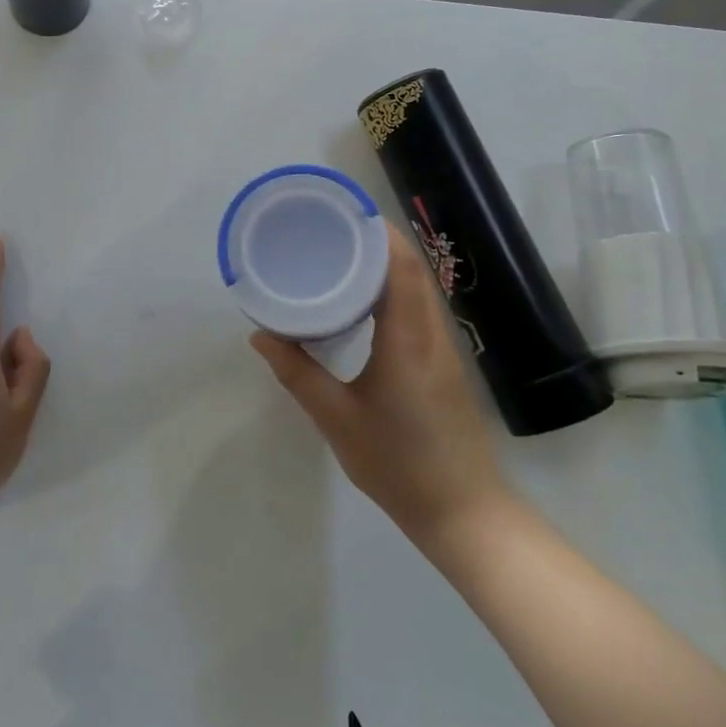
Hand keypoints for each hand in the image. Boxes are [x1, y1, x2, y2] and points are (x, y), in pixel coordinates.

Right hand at [250, 227, 511, 551]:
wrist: (464, 513)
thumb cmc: (398, 464)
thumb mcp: (337, 420)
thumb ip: (298, 374)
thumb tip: (261, 335)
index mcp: (408, 339)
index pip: (400, 265)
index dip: (376, 231)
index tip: (342, 213)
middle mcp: (432, 332)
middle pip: (412, 267)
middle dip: (376, 239)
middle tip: (331, 229)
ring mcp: (444, 348)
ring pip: (420, 286)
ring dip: (387, 262)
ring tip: (342, 254)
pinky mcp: (445, 363)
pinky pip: (421, 307)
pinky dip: (396, 288)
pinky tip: (367, 300)